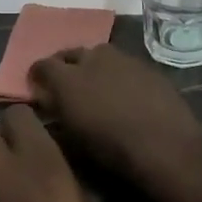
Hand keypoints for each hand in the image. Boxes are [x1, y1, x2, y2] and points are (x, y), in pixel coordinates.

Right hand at [27, 44, 201, 182]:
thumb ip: (56, 114)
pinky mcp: (145, 64)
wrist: (164, 142)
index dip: (38, 75)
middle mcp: (92, 59)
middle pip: (71, 53)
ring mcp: (121, 58)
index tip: (37, 86)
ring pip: (99, 54)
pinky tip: (123, 89)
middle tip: (65, 82)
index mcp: (68, 79)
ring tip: (95, 83)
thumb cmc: (112, 148)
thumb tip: (48, 102)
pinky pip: (123, 62)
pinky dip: (117, 72)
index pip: (43, 65)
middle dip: (64, 65)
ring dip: (92, 64)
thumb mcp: (73, 138)